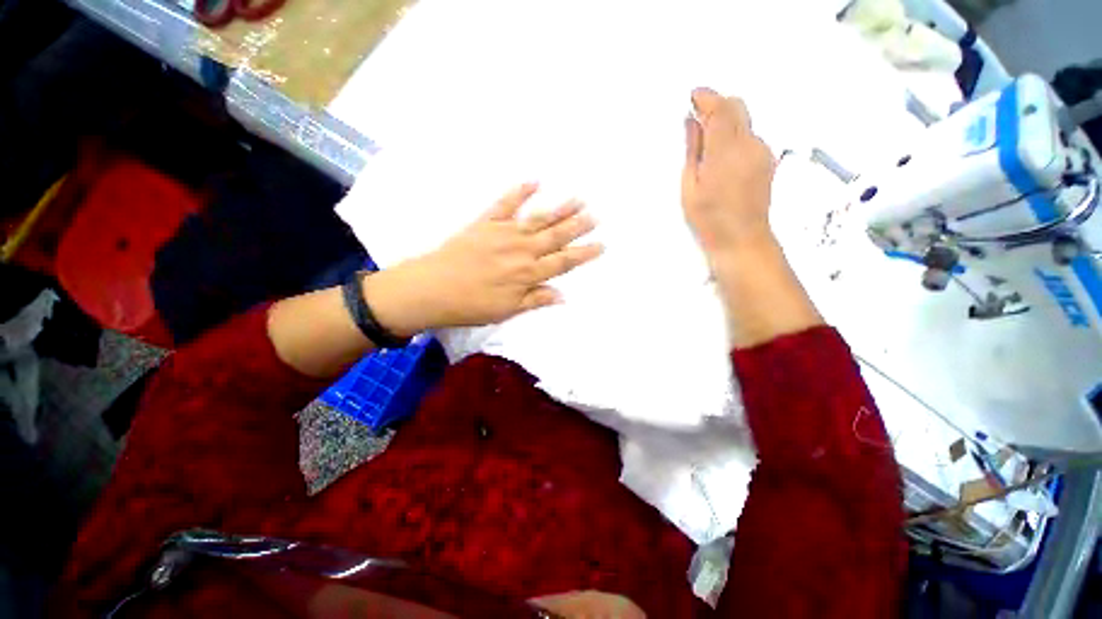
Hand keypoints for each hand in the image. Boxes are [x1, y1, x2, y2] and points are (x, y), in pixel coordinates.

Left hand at [365, 183, 602, 335]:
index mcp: (529, 273)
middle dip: (578, 226)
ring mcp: (504, 233)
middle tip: (596, 215)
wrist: (433, 288)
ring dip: (560, 209)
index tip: (601, 244)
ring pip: (539, 219)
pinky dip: (520, 191)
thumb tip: (563, 295)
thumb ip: (536, 299)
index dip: (584, 253)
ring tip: (578, 198)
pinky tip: (534, 181)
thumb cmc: (472, 305)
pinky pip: (506, 204)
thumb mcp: (507, 310)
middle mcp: (522, 250)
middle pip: (556, 236)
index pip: (564, 261)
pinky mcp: (486, 222)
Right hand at [682, 88, 776, 257]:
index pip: (720, 109)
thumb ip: (693, 151)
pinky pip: (751, 136)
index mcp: (725, 153)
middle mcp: (749, 146)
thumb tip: (693, 124)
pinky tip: (723, 155)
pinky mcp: (768, 160)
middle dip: (717, 105)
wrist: (742, 239)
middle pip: (737, 107)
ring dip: (726, 121)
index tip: (693, 95)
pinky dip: (736, 135)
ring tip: (707, 142)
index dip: (706, 97)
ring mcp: (763, 152)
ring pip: (745, 121)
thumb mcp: (690, 187)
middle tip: (698, 116)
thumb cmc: (710, 219)